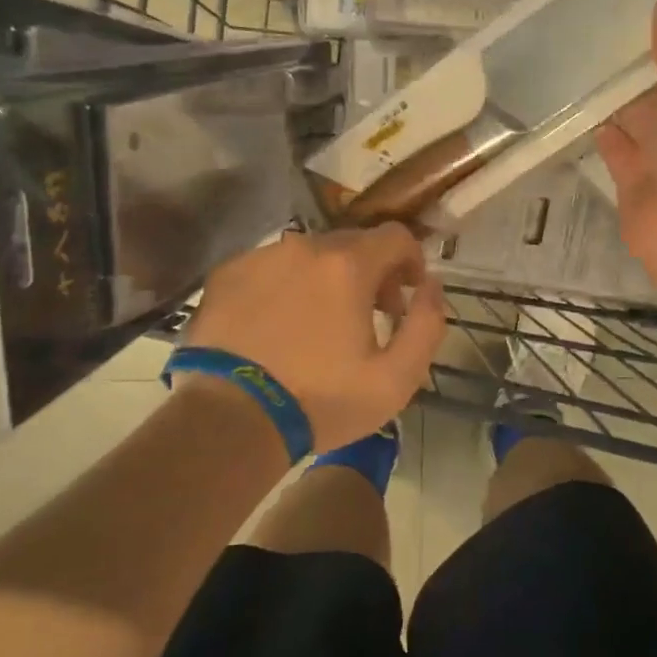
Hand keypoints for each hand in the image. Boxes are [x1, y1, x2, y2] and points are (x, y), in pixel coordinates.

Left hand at [184, 225, 445, 451]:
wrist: (228, 421)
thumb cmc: (319, 401)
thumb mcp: (396, 379)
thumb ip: (427, 324)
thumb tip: (431, 286)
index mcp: (348, 265)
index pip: (396, 236)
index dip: (411, 261)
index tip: (408, 294)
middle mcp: (305, 246)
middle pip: (353, 244)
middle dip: (371, 273)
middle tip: (369, 316)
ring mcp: (261, 257)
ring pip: (309, 255)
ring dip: (326, 279)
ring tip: (319, 325)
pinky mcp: (226, 274)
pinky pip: (271, 267)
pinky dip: (285, 286)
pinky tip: (278, 326)